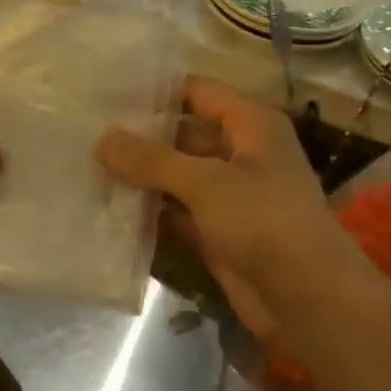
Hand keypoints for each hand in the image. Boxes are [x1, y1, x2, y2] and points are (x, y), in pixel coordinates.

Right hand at [96, 78, 354, 334]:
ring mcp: (228, 195)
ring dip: (140, 178)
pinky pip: (176, 214)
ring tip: (86, 168)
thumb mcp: (206, 182)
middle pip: (182, 135)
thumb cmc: (264, 222)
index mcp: (250, 125)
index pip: (196, 92)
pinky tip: (108, 210)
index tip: (105, 95)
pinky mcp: (216, 232)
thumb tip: (102, 138)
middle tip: (85, 134)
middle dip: (139, 138)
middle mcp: (240, 153)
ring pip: (176, 177)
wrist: (305, 297)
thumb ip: (152, 160)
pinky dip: (149, 213)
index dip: (154, 92)